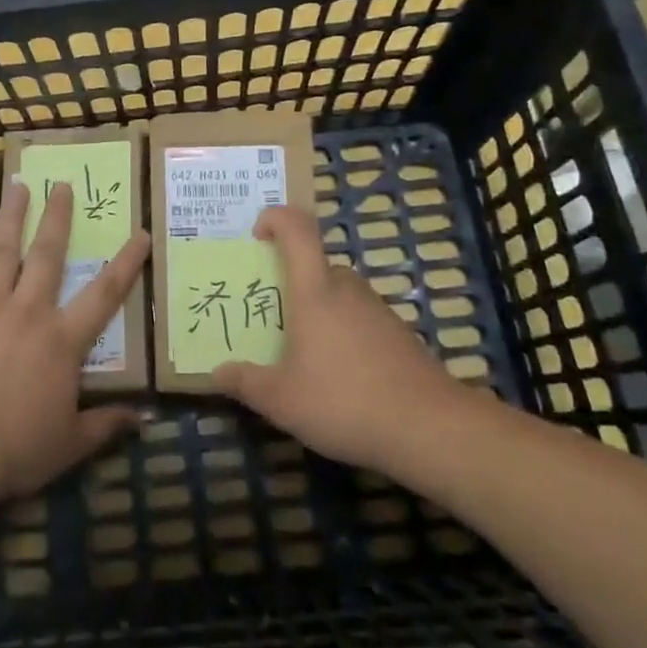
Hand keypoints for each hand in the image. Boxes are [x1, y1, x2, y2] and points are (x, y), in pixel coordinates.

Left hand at [0, 180, 148, 502]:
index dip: (126, 263)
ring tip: (17, 186)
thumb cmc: (16, 450)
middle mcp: (29, 312)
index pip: (105, 295)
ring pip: (3, 252)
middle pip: (47, 255)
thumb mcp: (70, 444)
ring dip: (11, 217)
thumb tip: (145, 420)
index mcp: (62, 340)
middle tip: (61, 184)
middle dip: (58, 218)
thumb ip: (106, 425)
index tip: (141, 232)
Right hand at [212, 205, 462, 471]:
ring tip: (302, 353)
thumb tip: (216, 373)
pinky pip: (360, 319)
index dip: (276, 218)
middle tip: (271, 316)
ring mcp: (378, 310)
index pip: (298, 229)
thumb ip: (245, 383)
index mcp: (315, 291)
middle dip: (290, 282)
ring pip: (338, 294)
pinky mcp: (399, 335)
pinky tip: (340, 377)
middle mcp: (347, 289)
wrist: (430, 429)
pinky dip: (343, 334)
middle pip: (315, 265)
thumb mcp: (281, 400)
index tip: (257, 235)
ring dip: (317, 311)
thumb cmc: (344, 401)